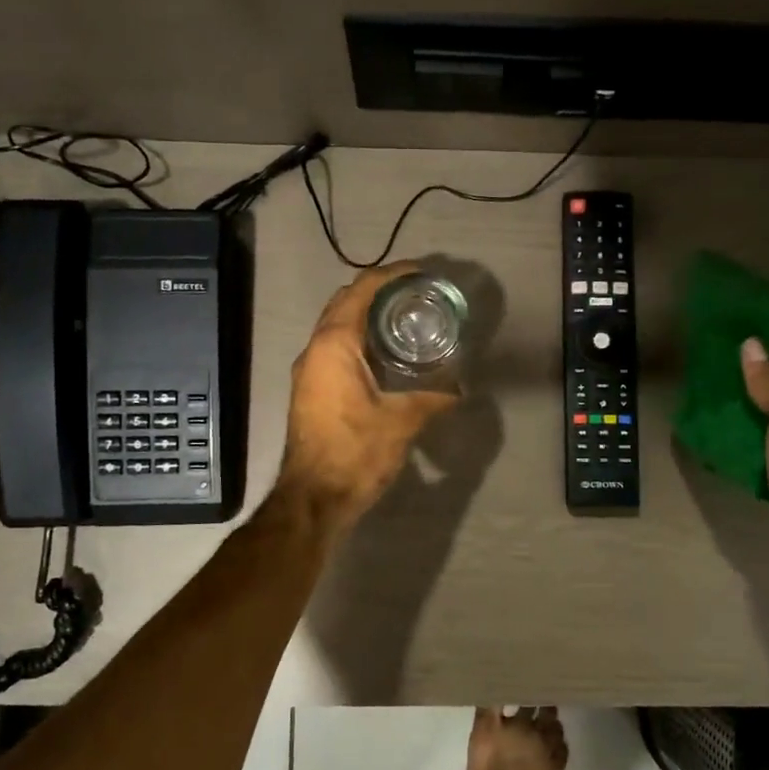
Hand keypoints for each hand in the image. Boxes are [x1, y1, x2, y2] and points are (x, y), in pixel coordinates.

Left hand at [278, 264, 459, 533]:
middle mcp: (315, 350)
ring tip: (405, 318)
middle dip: (378, 291)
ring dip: (366, 316)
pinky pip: (335, 349)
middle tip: (416, 294)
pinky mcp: (311, 390)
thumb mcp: (402, 422)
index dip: (390, 275)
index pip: (361, 291)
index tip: (420, 271)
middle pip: (344, 303)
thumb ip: (433, 399)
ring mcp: (309, 371)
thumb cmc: (355, 452)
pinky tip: (387, 356)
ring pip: (337, 327)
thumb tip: (459, 389)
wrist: (313, 498)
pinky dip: (359, 340)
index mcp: (334, 345)